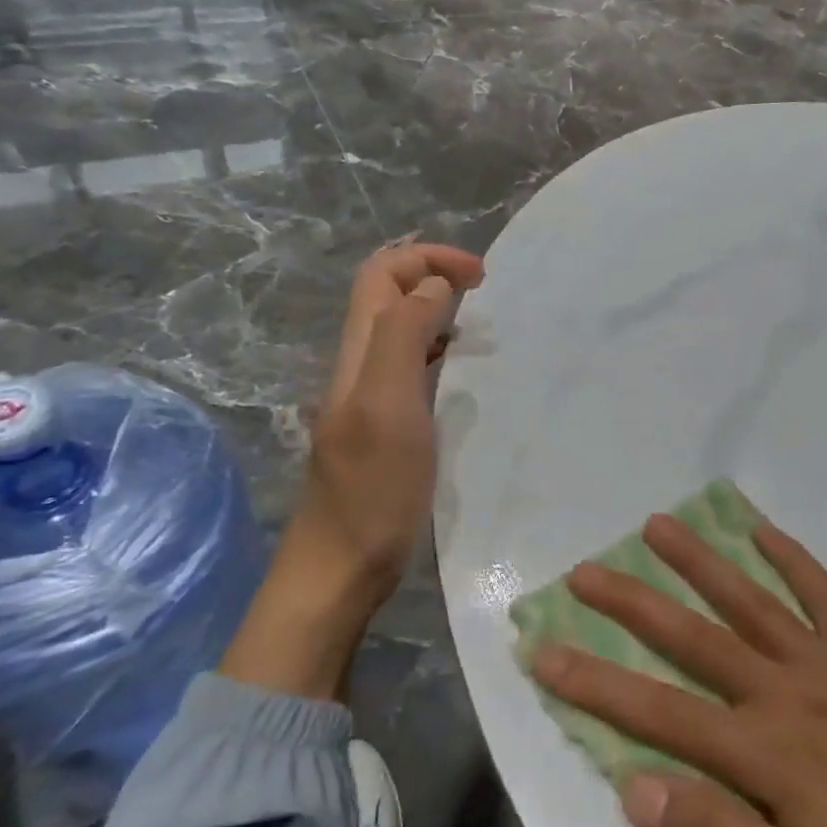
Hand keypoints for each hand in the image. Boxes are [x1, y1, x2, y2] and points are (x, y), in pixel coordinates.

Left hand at [221, 241, 483, 698]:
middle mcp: (360, 366)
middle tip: (485, 293)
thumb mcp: (387, 405)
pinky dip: (440, 352)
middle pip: (387, 295)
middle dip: (434, 275)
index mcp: (359, 353)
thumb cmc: (372, 490)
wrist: (341, 568)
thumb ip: (403, 335)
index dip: (428, 258)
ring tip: (482, 325)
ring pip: (400, 330)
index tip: (481, 276)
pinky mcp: (385, 428)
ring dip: (438, 312)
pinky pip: (412, 368)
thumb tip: (434, 286)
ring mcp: (371, 398)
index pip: (382, 273)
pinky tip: (465, 374)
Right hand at [529, 513, 826, 826]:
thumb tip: (632, 785)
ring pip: (748, 599)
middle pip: (691, 636)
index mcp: (762, 748)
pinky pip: (824, 595)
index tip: (543, 650)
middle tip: (585, 568)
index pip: (655, 711)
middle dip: (631, 602)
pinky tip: (763, 530)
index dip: (593, 682)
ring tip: (658, 525)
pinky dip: (792, 559)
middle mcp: (784, 689)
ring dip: (699, 561)